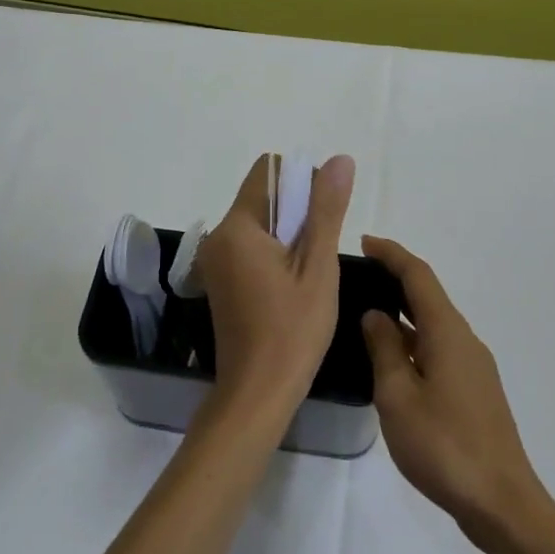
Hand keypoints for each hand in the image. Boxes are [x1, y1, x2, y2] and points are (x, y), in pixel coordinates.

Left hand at [196, 153, 354, 433]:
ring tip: (309, 272)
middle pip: (262, 197)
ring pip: (258, 223)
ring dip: (288, 234)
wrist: (256, 394)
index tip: (323, 218)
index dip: (302, 182)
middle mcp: (218, 236)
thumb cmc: (293, 330)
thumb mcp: (318, 267)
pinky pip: (249, 247)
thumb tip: (339, 159)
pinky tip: (292, 286)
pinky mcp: (219, 280)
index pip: (268, 172)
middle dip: (297, 211)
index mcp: (237, 227)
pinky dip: (274, 253)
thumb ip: (326, 209)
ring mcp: (215, 260)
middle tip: (320, 253)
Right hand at [360, 237, 547, 547]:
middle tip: (358, 276)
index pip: (418, 276)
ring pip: (433, 324)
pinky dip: (413, 339)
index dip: (392, 254)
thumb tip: (375, 315)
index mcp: (447, 332)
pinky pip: (439, 348)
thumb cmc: (444, 446)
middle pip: (428, 296)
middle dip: (395, 279)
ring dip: (403, 312)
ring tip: (367, 314)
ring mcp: (473, 366)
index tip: (364, 242)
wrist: (502, 503)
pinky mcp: (474, 390)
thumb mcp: (398, 397)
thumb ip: (384, 350)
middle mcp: (464, 340)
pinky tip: (393, 359)